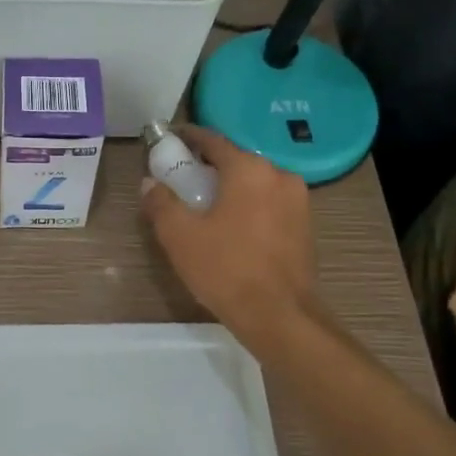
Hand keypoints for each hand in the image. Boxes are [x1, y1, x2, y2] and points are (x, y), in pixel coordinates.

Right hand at [140, 127, 315, 341]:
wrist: (280, 316)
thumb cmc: (226, 269)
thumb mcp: (179, 236)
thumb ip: (161, 203)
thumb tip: (150, 183)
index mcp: (249, 169)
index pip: (213, 141)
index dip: (188, 138)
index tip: (169, 140)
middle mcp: (279, 175)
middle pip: (236, 161)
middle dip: (208, 167)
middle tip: (182, 180)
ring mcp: (298, 201)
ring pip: (255, 183)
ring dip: (230, 188)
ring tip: (205, 206)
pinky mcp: (305, 225)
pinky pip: (269, 203)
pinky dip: (248, 206)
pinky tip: (231, 227)